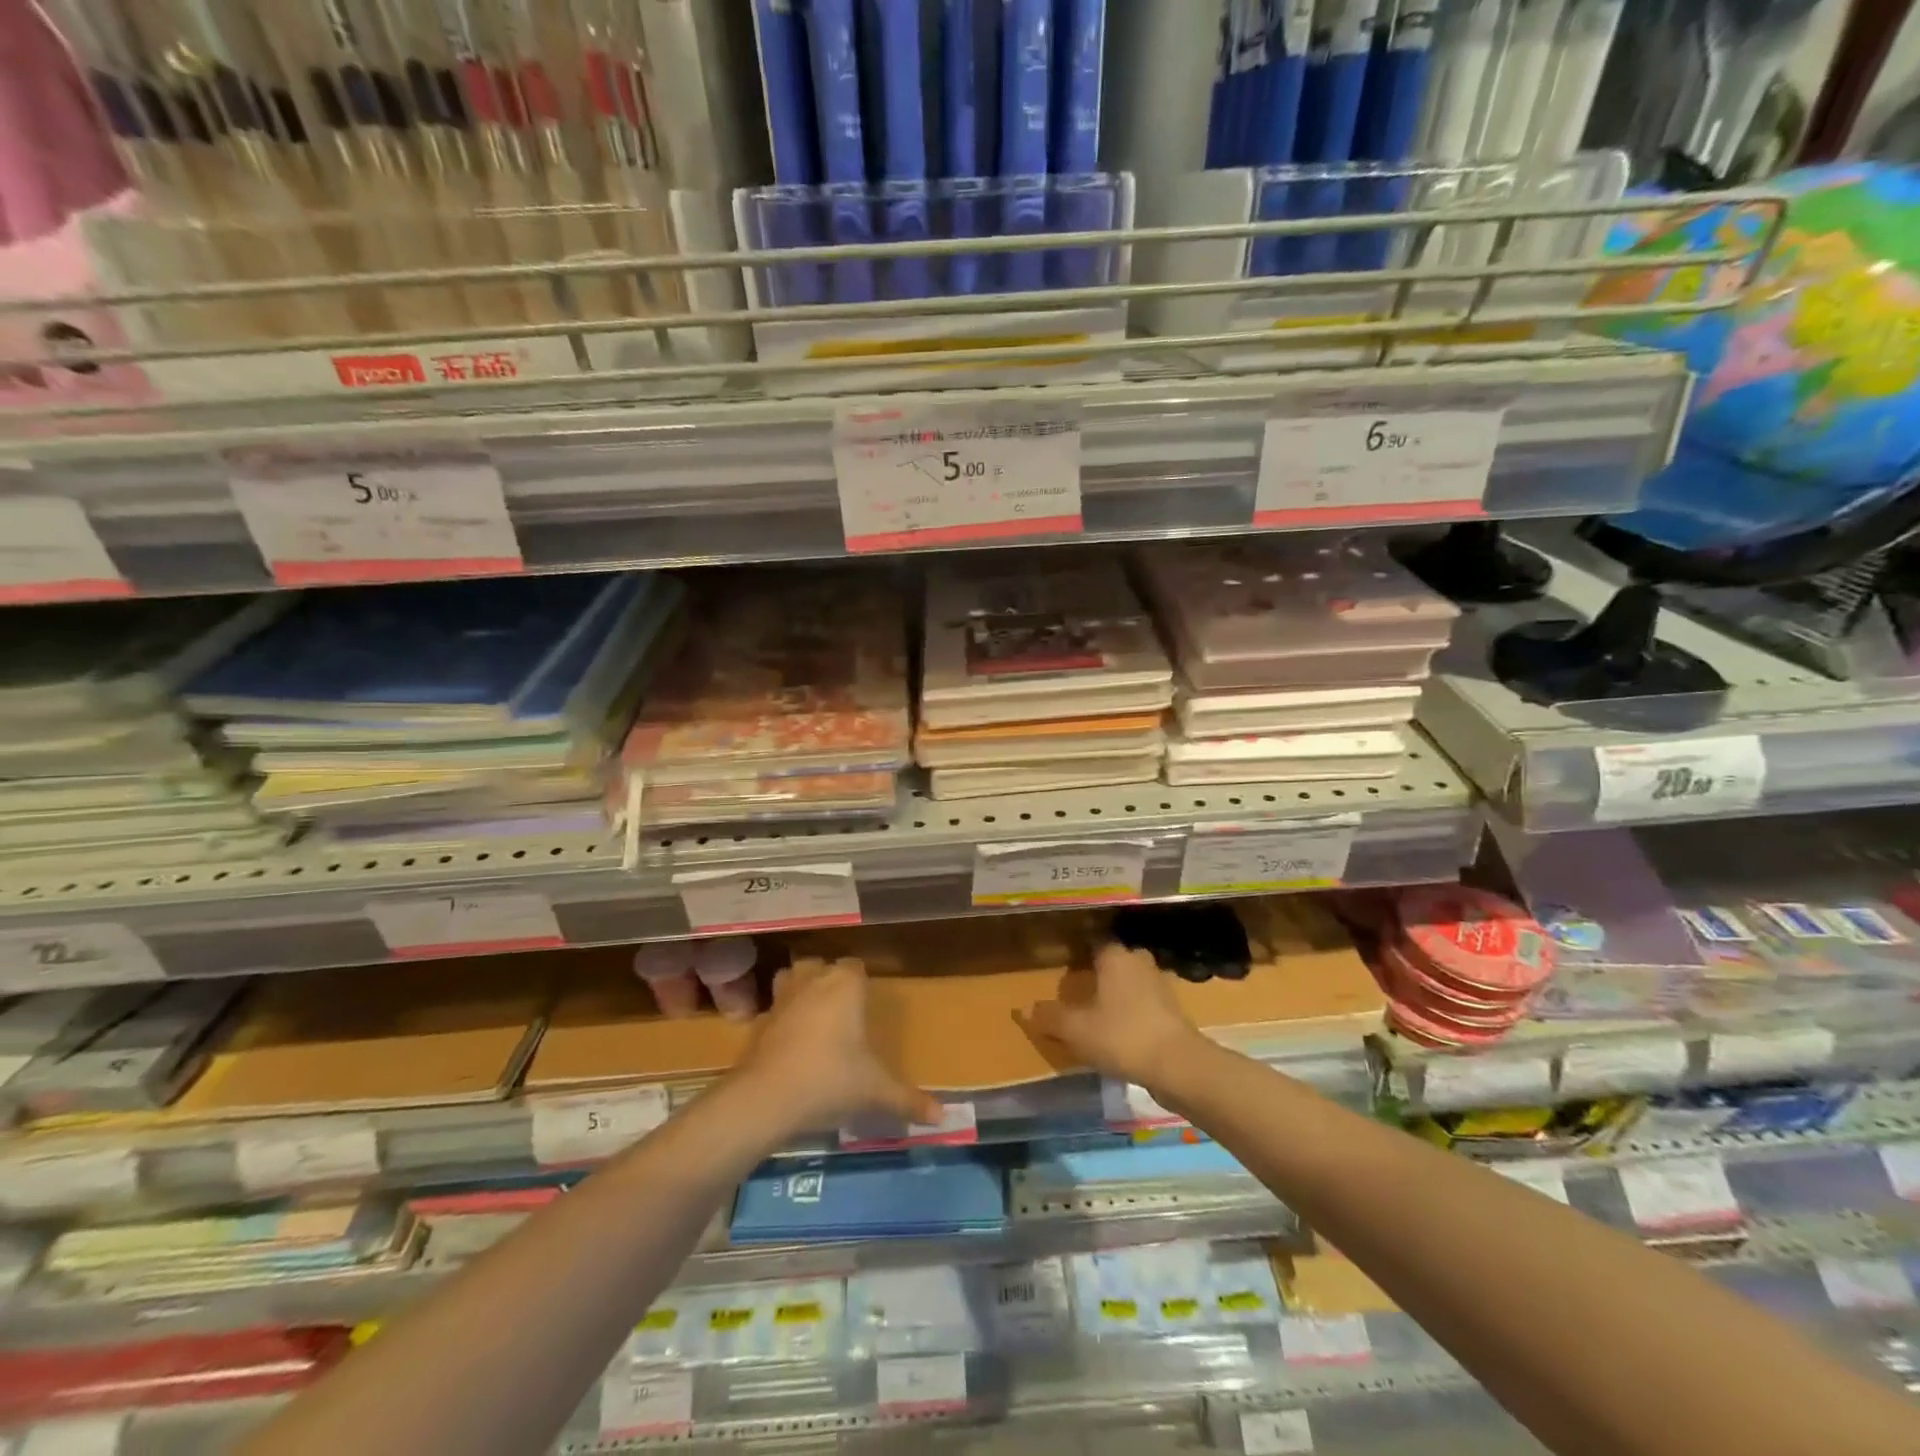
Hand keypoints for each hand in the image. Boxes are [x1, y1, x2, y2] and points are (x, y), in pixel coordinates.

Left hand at [735, 957, 941, 1132]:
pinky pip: (774, 1008)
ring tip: (813, 1014)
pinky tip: (789, 1041)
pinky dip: (781, 1017)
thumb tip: (943, 1118)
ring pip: (793, 976)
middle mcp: (814, 981)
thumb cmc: (831, 1079)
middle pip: (822, 966)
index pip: (855, 966)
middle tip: (843, 1008)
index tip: (868, 1000)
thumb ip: (908, 1100)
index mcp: (845, 985)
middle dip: (830, 980)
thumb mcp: (875, 1092)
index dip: (861, 980)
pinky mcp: (760, 1021)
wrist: (768, 1097)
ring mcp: (783, 998)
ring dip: (801, 987)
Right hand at [1026, 942, 1205, 1089]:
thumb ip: (1049, 1017)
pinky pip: (1144, 1000)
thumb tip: (1021, 1009)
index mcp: (1115, 956)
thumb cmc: (1122, 1035)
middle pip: (1114, 959)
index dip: (1077, 951)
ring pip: (1131, 979)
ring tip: (1097, 1008)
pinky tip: (1120, 1027)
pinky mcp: (1172, 1009)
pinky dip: (1132, 1009)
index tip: (1062, 962)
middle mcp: (1138, 961)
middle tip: (1078, 985)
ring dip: (1117, 990)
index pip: (1093, 941)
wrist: (1178, 1065)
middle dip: (1098, 970)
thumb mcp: (1076, 1029)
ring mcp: (1160, 984)